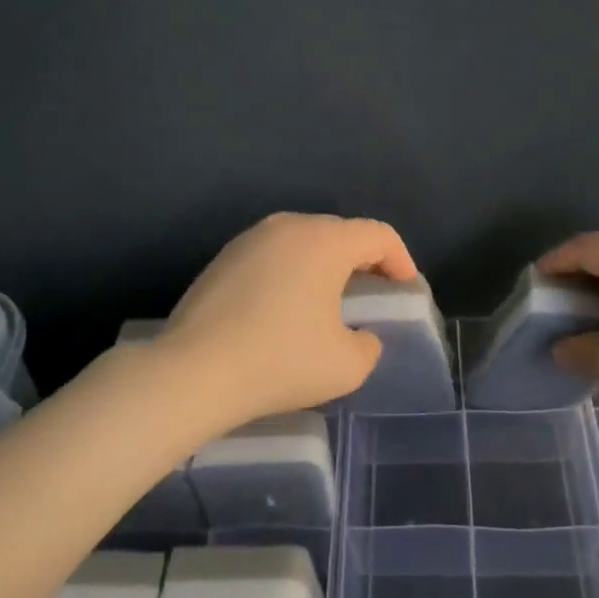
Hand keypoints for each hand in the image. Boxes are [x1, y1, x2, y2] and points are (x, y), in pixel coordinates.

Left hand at [157, 212, 418, 425]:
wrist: (193, 371)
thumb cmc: (279, 360)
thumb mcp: (346, 365)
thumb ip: (368, 345)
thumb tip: (360, 335)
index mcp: (324, 240)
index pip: (378, 235)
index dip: (401, 259)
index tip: (405, 289)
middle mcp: (288, 226)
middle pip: (340, 233)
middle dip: (363, 260)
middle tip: (372, 294)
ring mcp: (250, 238)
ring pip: (304, 242)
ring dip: (325, 265)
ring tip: (329, 301)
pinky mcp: (223, 257)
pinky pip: (274, 255)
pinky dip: (291, 272)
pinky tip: (285, 308)